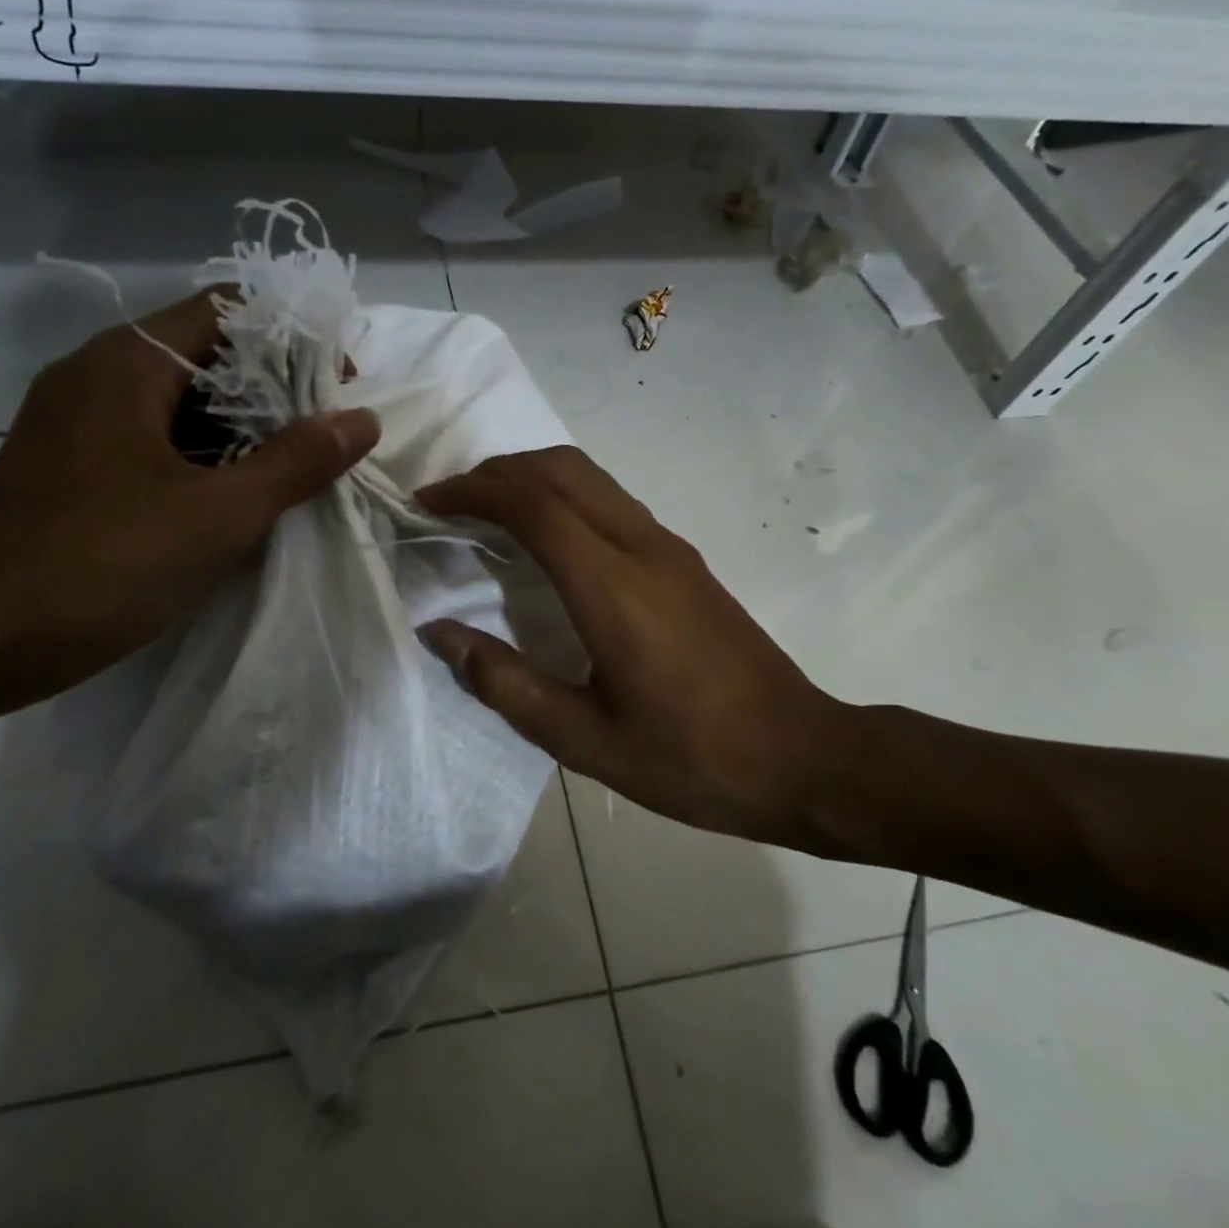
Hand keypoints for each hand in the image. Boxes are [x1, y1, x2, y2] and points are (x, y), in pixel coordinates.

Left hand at [0, 289, 379, 696]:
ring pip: (182, 403)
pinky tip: (242, 499)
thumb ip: (296, 462)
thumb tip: (362, 420)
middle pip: (207, 354)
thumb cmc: (100, 565)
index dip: (293, 338)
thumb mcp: (218, 515)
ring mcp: (82, 423)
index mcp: (130, 363)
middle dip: (276, 390)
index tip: (338, 386)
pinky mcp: (76, 467)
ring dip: (244, 429)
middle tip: (328, 436)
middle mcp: (100, 375)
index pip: (228, 310)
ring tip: (299, 470)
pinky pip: (156, 441)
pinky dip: (206, 458)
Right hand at [415, 447, 861, 844]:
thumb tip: (440, 632)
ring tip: (485, 511)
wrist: (801, 758)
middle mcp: (642, 547)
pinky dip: (562, 494)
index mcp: (613, 587)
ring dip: (530, 476)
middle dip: (495, 472)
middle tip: (449, 503)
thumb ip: (505, 682)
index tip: (427, 504)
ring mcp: (669, 547)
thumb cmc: (691, 758)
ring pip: (589, 476)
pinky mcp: (683, 559)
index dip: (472, 493)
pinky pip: (610, 499)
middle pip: (560, 469)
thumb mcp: (584, 740)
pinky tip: (544, 538)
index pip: (532, 505)